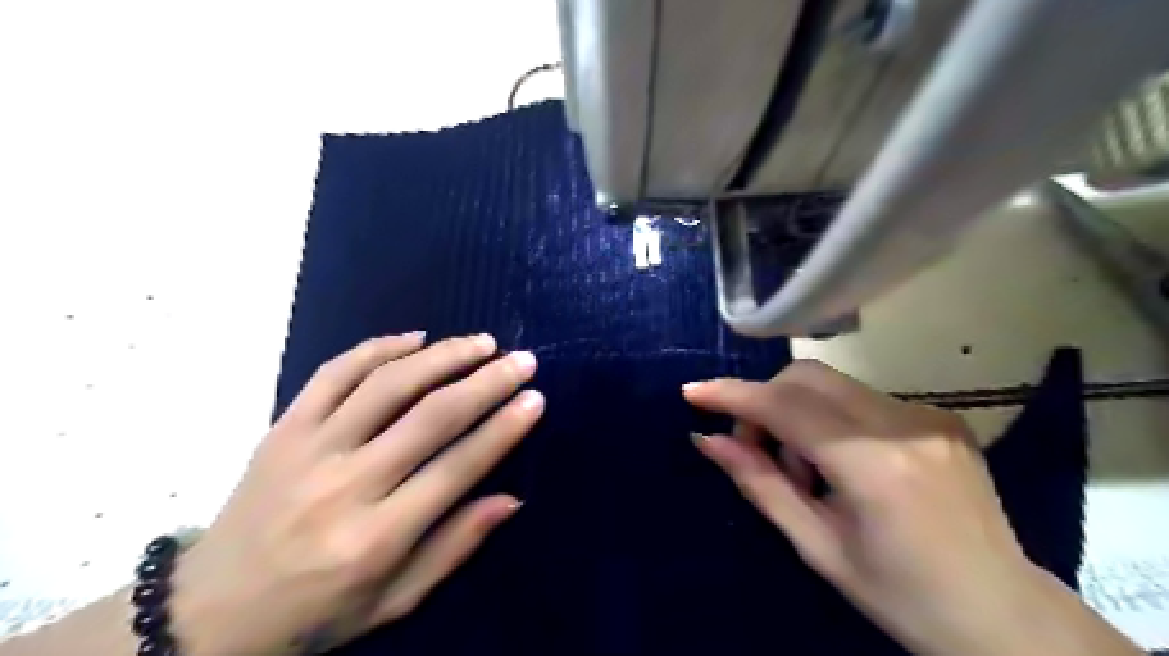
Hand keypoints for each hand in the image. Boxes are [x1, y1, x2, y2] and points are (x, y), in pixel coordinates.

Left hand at [169, 332, 543, 655]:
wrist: (209, 611)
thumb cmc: (315, 612)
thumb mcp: (394, 600)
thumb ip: (455, 546)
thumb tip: (511, 499)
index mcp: (376, 537)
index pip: (458, 467)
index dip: (504, 428)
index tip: (534, 398)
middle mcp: (346, 485)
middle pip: (430, 417)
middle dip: (486, 382)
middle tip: (522, 360)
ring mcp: (309, 449)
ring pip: (387, 384)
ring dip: (442, 356)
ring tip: (481, 342)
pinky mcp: (283, 428)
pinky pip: (333, 373)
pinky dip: (378, 347)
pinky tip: (416, 338)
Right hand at [686, 359, 1132, 655]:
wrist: (1006, 617)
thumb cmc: (902, 597)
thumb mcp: (818, 547)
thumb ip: (759, 484)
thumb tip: (707, 440)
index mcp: (874, 466)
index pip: (786, 407)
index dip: (734, 396)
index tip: (693, 392)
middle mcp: (904, 424)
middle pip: (807, 377)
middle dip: (765, 402)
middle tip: (755, 448)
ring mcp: (929, 415)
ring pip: (832, 384)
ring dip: (797, 412)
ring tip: (805, 469)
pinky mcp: (941, 416)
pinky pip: (861, 399)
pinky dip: (830, 418)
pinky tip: (840, 464)